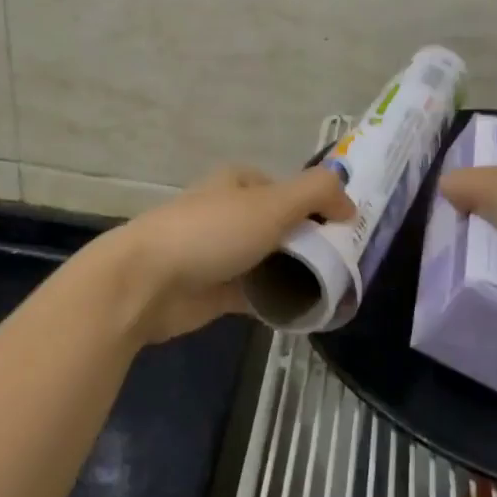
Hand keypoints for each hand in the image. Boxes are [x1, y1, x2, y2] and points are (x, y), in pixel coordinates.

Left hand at [107, 165, 355, 343]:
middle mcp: (230, 213)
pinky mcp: (214, 291)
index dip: (318, 205)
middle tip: (344, 263)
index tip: (346, 229)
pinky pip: (256, 293)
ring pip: (270, 260)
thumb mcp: (273, 204)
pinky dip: (277, 300)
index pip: (289, 189)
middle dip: (309, 241)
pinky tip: (304, 312)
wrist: (147, 283)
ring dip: (295, 273)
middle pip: (281, 225)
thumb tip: (349, 203)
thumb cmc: (212, 232)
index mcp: (239, 183)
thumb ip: (317, 193)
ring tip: (333, 289)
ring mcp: (220, 253)